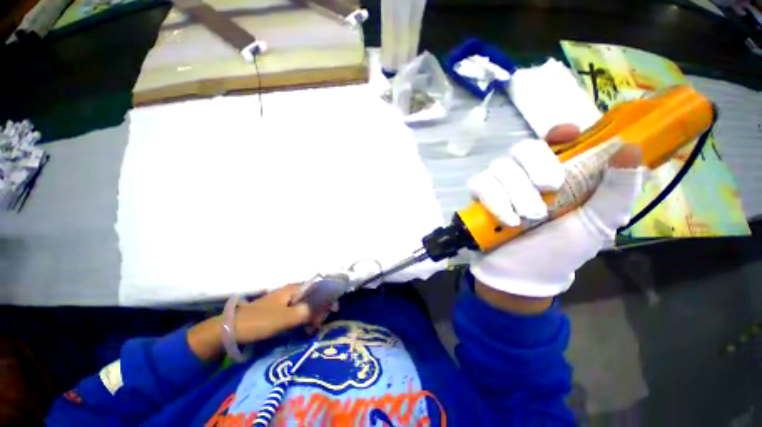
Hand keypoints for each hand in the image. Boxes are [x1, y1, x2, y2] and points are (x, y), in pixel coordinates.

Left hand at [188, 284, 326, 360]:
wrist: (231, 329)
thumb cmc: (260, 320)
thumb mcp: (286, 317)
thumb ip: (307, 312)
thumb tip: (324, 309)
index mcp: (293, 289)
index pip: (317, 289)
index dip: (327, 298)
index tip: (332, 311)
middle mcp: (290, 292)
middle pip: (312, 297)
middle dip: (320, 309)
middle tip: (320, 324)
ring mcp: (283, 302)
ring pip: (304, 306)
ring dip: (311, 316)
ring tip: (313, 329)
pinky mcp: (278, 312)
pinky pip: (296, 313)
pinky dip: (302, 320)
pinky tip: (304, 329)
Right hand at [467, 126, 645, 311]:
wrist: (522, 274)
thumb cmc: (562, 250)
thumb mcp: (599, 224)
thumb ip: (617, 190)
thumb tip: (631, 148)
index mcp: (558, 174)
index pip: (554, 139)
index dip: (558, 132)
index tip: (568, 135)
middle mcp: (526, 174)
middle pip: (522, 147)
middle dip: (535, 166)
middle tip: (550, 189)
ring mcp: (499, 185)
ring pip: (500, 166)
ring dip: (516, 192)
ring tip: (530, 218)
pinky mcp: (479, 197)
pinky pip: (479, 184)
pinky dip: (495, 201)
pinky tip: (508, 221)